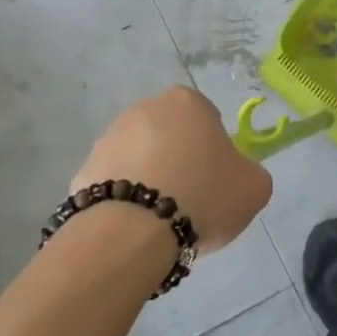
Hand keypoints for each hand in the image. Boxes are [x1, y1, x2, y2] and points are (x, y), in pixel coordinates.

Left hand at [75, 86, 271, 253]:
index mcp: (187, 102)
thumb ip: (248, 172)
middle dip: (179, 161)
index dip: (215, 150)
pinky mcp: (82, 172)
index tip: (217, 179)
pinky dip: (124, 201)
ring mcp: (107, 139)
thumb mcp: (254, 187)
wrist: (132, 233)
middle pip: (170, 135)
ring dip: (150, 180)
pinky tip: (135, 229)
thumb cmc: (203, 196)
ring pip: (140, 159)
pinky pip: (114, 185)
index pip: (208, 118)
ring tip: (161, 221)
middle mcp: (144, 109)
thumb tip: (235, 176)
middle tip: (192, 199)